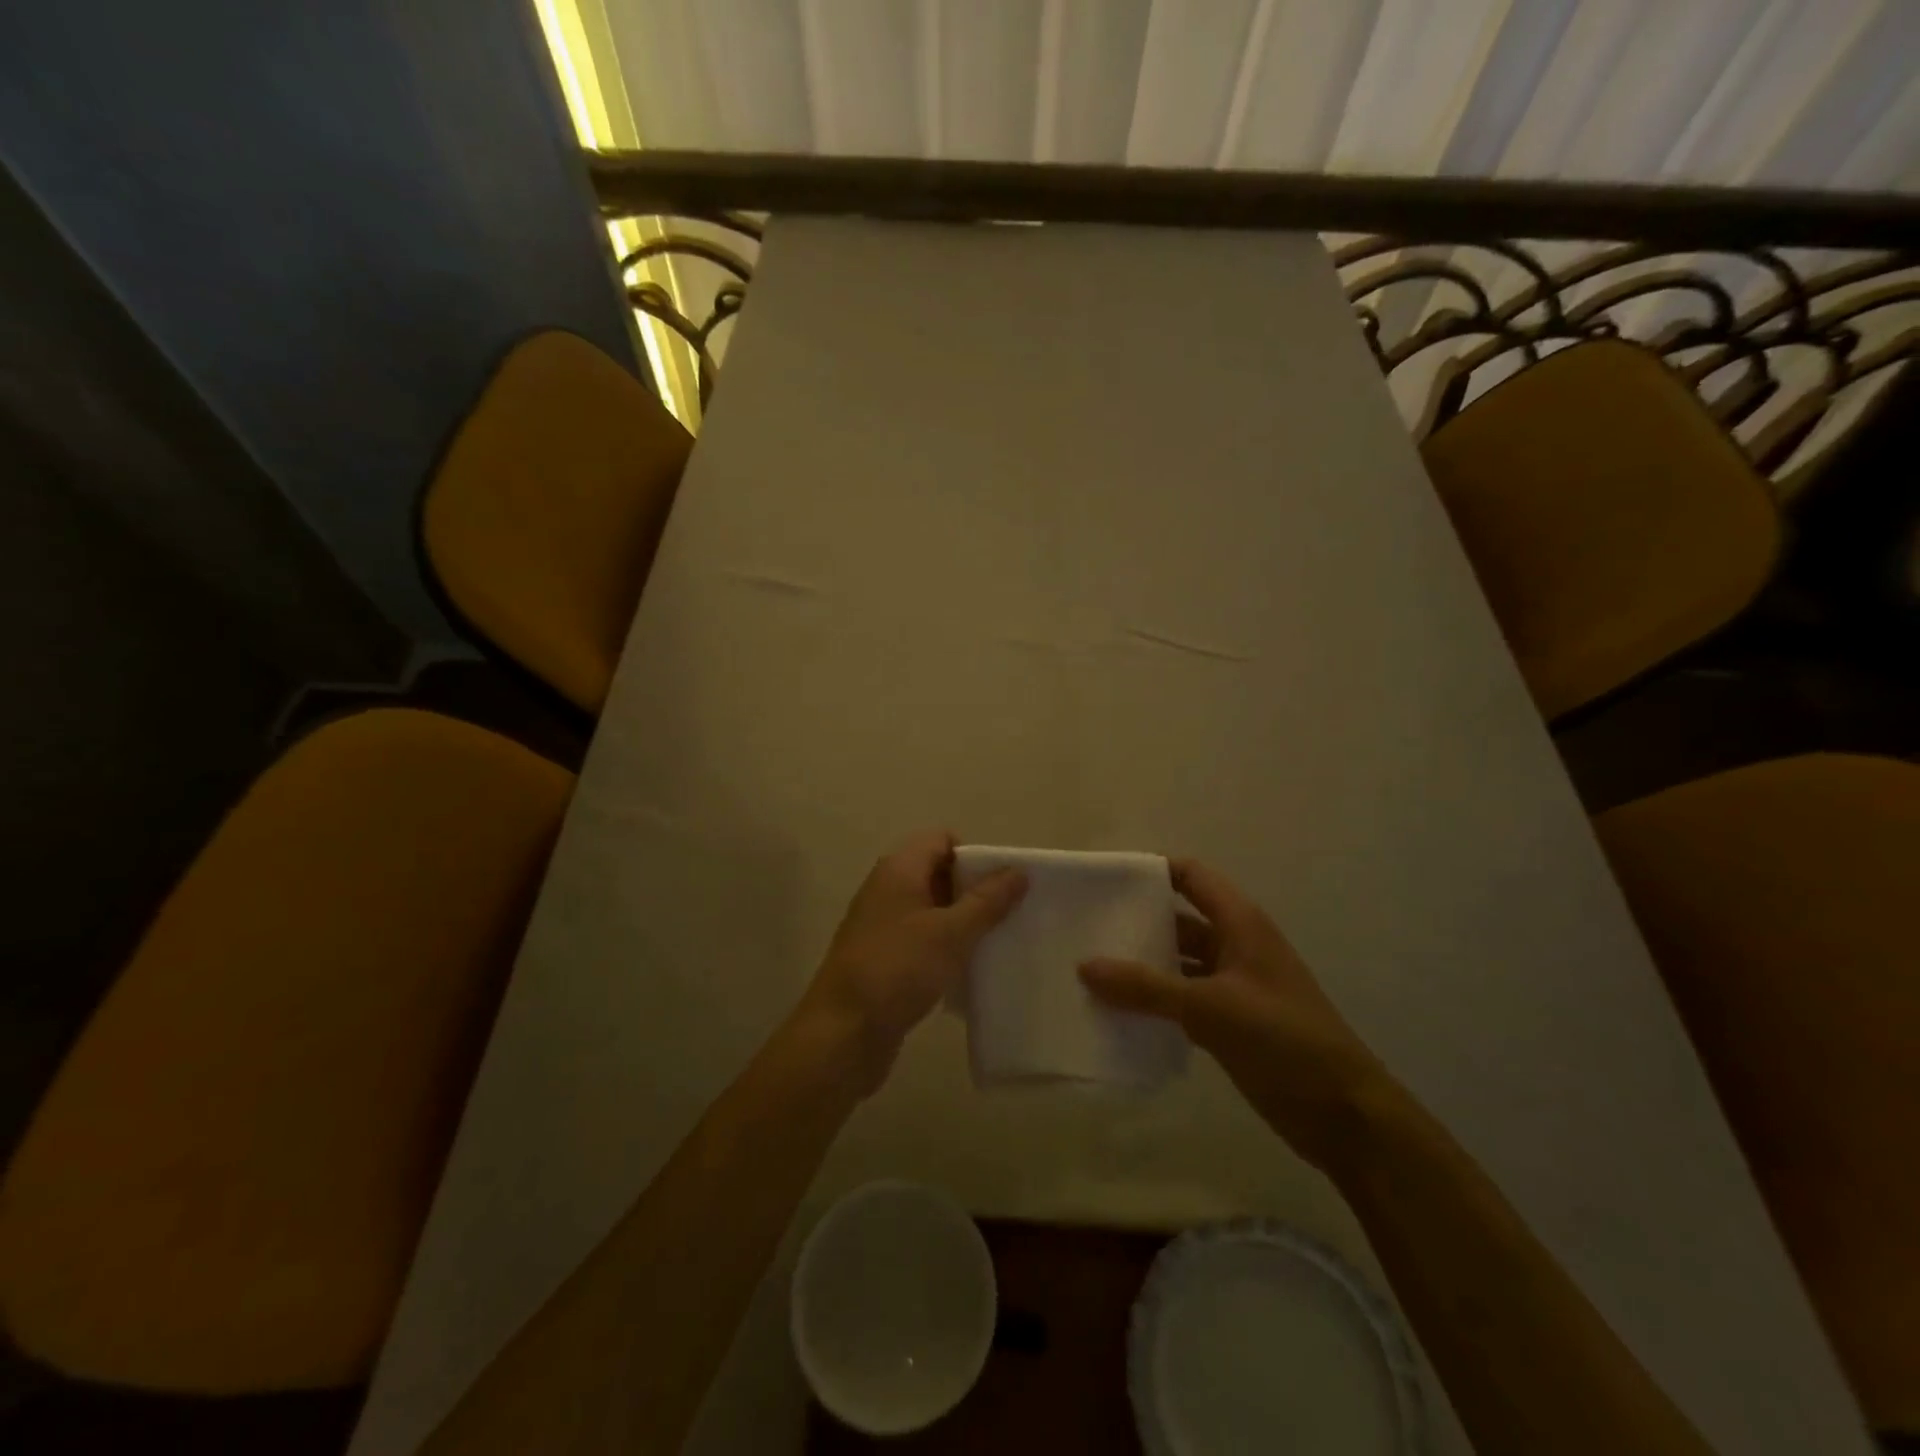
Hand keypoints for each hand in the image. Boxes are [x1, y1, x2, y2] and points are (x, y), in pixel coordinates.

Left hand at [798, 830, 1026, 1094]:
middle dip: (973, 890)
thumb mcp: (950, 933)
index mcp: (898, 869)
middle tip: (1007, 915)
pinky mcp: (883, 957)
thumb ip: (987, 901)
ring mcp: (882, 924)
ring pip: (931, 909)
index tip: (1002, 885)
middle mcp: (887, 889)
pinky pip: (921, 939)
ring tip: (995, 943)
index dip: (974, 856)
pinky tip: (967, 970)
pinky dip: (944, 947)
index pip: (941, 840)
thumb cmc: (898, 970)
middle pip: (938, 873)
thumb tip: (1018, 871)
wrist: (842, 1033)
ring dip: (961, 922)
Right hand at [1079, 859, 1386, 1169]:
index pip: (1191, 876)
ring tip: (1090, 970)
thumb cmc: (1284, 1040)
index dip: (1152, 871)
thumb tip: (1084, 966)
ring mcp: (1233, 987)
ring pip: (1178, 964)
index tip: (1106, 880)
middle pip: (1179, 920)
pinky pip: (1181, 1001)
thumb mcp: (1211, 1008)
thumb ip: (1146, 987)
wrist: (1344, 1116)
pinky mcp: (1229, 1024)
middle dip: (1136, 922)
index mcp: (1240, 924)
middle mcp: (1235, 947)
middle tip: (1085, 927)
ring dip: (1141, 967)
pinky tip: (1117, 1013)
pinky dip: (1153, 1003)